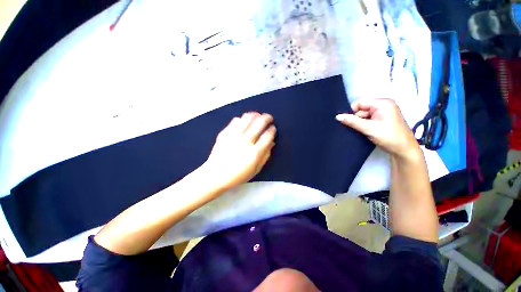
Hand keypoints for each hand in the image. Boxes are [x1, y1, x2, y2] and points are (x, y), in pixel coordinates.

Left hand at [203, 112, 276, 190]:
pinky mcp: (225, 133)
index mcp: (255, 152)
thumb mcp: (256, 169)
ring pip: (248, 117)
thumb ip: (266, 155)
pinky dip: (242, 119)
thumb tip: (272, 142)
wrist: (215, 175)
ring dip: (255, 115)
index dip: (273, 129)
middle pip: (260, 122)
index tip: (273, 128)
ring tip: (258, 116)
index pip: (268, 135)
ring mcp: (234, 135)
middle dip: (267, 118)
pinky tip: (244, 122)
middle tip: (269, 118)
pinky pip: (236, 120)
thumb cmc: (238, 175)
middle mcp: (246, 141)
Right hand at [336, 98, 418, 158]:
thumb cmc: (389, 137)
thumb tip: (337, 116)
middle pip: (361, 109)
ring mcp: (382, 113)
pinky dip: (363, 125)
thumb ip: (352, 121)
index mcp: (382, 103)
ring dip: (359, 123)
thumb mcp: (369, 128)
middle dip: (356, 118)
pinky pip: (367, 120)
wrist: (403, 151)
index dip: (352, 111)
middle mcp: (383, 106)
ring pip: (363, 116)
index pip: (360, 103)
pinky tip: (361, 131)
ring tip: (358, 131)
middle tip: (353, 128)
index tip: (347, 122)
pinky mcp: (381, 120)